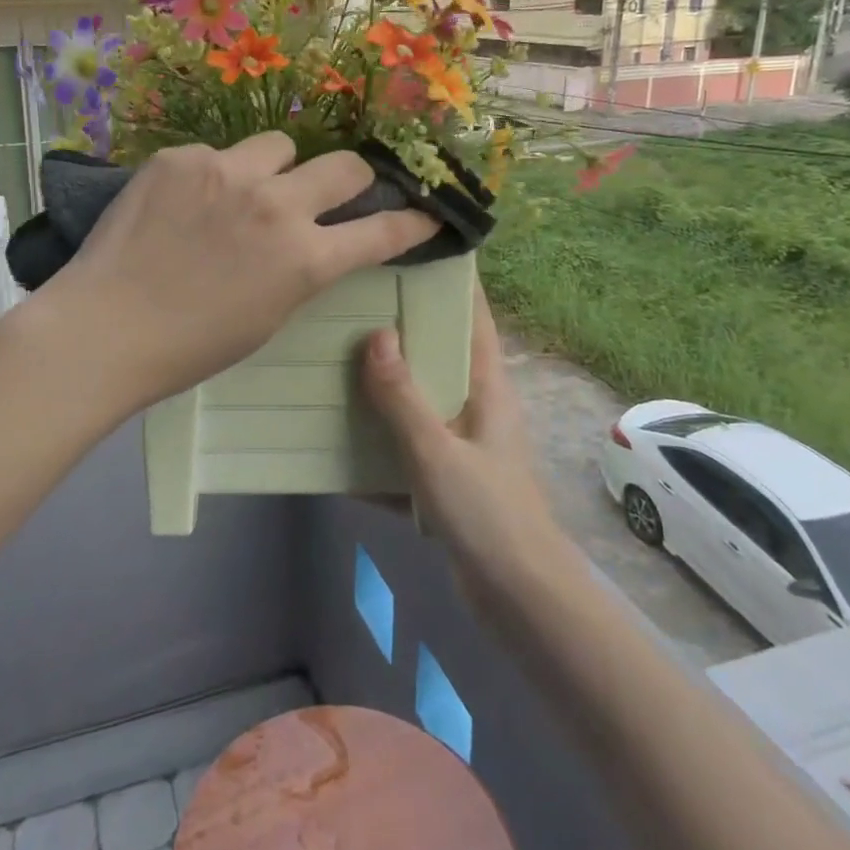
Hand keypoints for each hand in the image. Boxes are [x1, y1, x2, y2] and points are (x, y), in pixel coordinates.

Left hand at [41, 134, 438, 414]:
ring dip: (276, 168)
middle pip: (345, 166)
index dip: (411, 221)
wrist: (105, 327)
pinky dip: (215, 175)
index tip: (425, 212)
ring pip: (280, 145)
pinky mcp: (181, 158)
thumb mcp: (268, 317)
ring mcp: (226, 172)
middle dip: (353, 178)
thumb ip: (302, 271)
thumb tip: (316, 242)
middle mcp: (276, 205)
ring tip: (244, 191)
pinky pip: (218, 153)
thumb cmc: (190, 345)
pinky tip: (186, 202)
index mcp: (305, 259)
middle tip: (336, 189)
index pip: (381, 231)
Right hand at [361, 284, 567, 600]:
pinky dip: (375, 440)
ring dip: (380, 384)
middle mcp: (475, 404)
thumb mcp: (436, 451)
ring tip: (330, 356)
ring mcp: (459, 442)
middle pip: (436, 352)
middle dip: (398, 328)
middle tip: (349, 299)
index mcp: (486, 386)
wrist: (519, 601)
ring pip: (416, 398)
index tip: (411, 249)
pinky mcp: (444, 477)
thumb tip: (375, 334)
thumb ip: (402, 396)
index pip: (472, 316)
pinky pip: (403, 445)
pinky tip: (332, 435)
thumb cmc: (487, 514)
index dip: (451, 280)